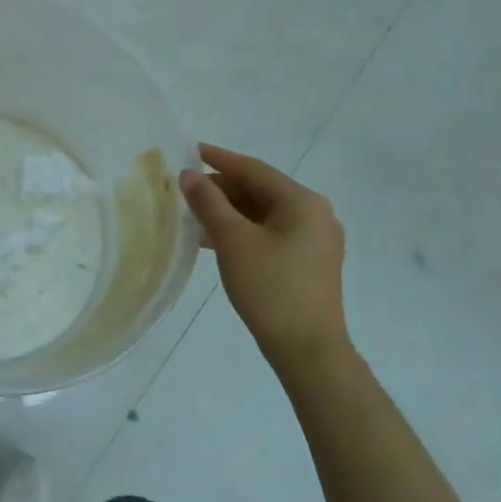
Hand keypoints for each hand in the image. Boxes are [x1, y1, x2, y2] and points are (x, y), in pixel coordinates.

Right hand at [180, 143, 346, 367]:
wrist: (309, 351)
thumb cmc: (271, 288)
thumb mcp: (232, 241)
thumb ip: (208, 202)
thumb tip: (188, 174)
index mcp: (302, 201)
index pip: (253, 169)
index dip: (218, 159)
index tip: (189, 150)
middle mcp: (315, 213)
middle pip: (260, 189)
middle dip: (221, 189)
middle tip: (185, 191)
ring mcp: (316, 239)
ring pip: (264, 213)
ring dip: (229, 211)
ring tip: (194, 216)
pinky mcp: (310, 262)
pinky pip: (271, 232)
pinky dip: (243, 230)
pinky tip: (215, 240)